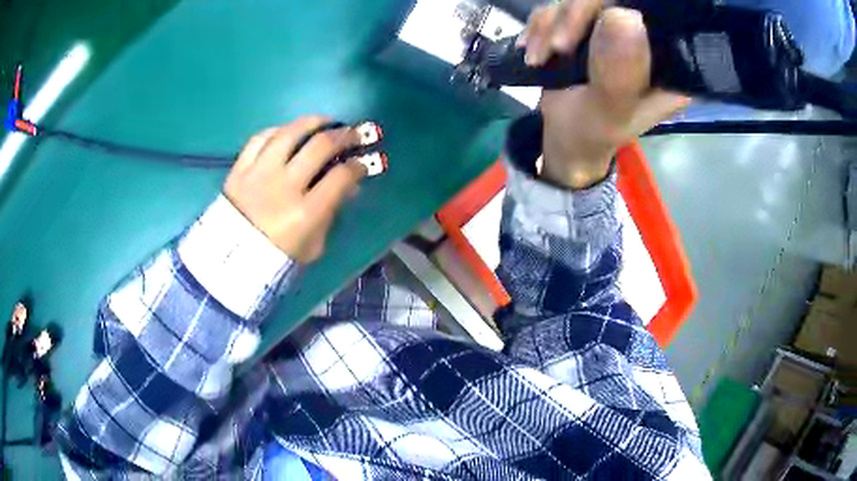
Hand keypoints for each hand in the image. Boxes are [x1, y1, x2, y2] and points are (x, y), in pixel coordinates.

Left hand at [224, 117, 367, 262]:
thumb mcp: (313, 245)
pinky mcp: (239, 168)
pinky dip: (278, 131)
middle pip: (320, 145)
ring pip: (290, 133)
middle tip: (354, 134)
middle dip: (345, 136)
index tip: (364, 162)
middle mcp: (283, 186)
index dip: (359, 165)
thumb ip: (332, 214)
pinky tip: (290, 131)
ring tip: (326, 122)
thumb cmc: (276, 258)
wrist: (231, 261)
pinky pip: (260, 138)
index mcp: (305, 213)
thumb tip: (350, 185)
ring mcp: (259, 173)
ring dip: (314, 122)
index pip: (342, 176)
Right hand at [519, 1, 689, 188]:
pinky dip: (540, 27)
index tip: (587, 34)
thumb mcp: (608, 112)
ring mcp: (614, 31)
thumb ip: (619, 73)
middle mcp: (646, 42)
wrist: (563, 140)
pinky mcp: (588, 28)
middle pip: (611, 0)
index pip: (658, 18)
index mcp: (668, 66)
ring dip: (550, 26)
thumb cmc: (591, 135)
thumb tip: (625, 16)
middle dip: (574, 18)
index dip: (622, 13)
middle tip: (557, 48)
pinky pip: (559, 7)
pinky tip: (534, 52)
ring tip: (538, 59)